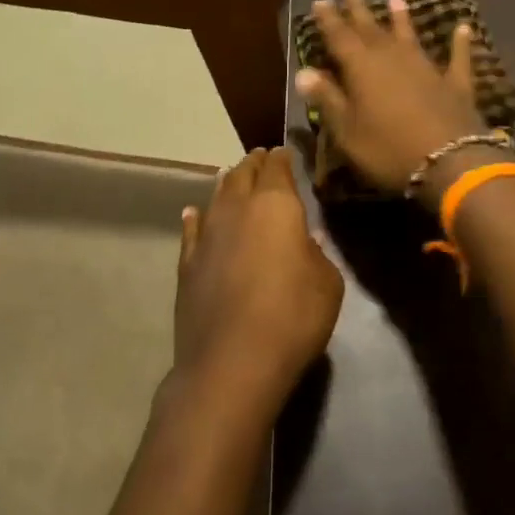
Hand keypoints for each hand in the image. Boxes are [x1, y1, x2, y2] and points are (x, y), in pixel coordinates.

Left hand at [174, 148, 342, 418]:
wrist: (231, 362)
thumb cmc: (292, 317)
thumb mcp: (327, 285)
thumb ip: (318, 254)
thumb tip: (308, 239)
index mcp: (275, 205)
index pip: (277, 167)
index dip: (282, 157)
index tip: (285, 152)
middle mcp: (237, 209)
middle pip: (244, 174)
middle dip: (254, 164)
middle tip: (261, 158)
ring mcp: (207, 234)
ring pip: (216, 196)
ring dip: (227, 183)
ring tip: (232, 176)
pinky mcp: (187, 262)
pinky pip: (192, 229)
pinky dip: (196, 217)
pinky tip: (194, 213)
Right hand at [293, 0, 488, 199]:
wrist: (449, 162)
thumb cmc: (388, 149)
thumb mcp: (347, 131)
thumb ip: (327, 99)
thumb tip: (303, 72)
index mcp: (362, 68)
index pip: (340, 37)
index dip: (329, 20)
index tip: (320, 1)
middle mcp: (393, 58)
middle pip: (372, 29)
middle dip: (359, 11)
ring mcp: (427, 67)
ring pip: (410, 36)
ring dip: (402, 19)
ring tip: (396, 0)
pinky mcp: (455, 83)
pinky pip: (458, 57)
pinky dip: (460, 42)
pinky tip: (464, 28)